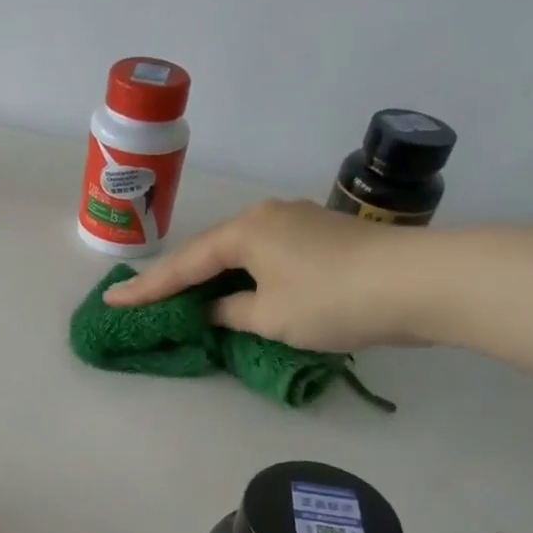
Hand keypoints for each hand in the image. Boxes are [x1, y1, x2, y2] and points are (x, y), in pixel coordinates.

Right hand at [103, 198, 437, 351]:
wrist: (418, 282)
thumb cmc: (331, 299)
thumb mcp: (270, 316)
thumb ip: (232, 312)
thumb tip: (217, 309)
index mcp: (246, 231)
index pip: (185, 265)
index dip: (148, 288)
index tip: (113, 300)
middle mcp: (267, 217)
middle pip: (211, 252)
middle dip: (180, 279)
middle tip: (146, 300)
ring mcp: (299, 223)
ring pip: (243, 254)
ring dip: (217, 279)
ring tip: (191, 300)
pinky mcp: (324, 238)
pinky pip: (269, 259)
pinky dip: (249, 279)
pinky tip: (244, 294)